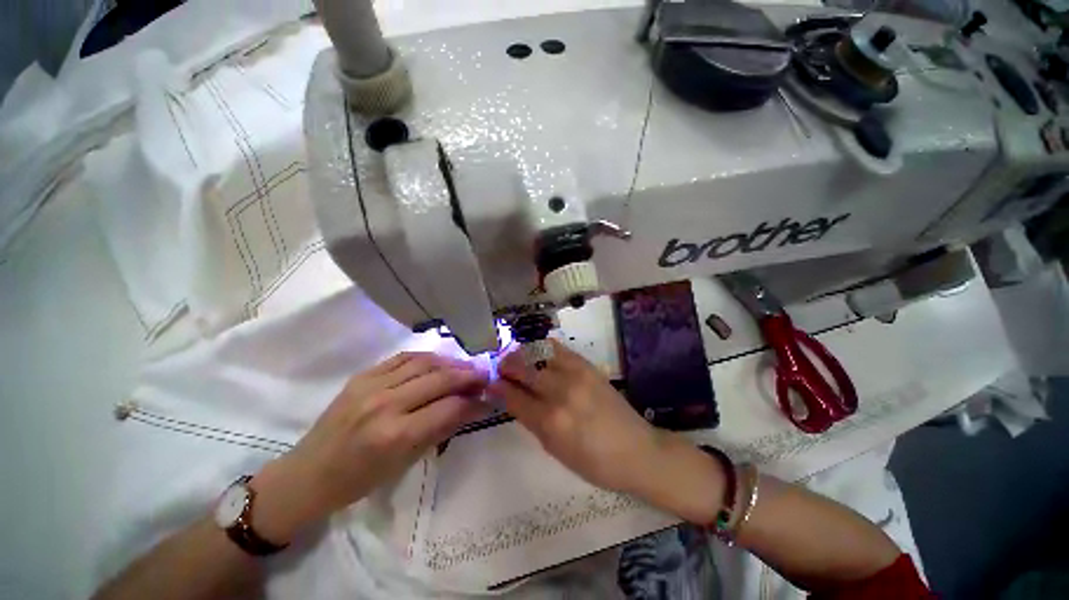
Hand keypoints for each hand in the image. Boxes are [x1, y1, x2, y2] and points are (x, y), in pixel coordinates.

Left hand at [250, 353, 488, 542]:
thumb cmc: (358, 481)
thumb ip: (440, 430)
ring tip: (467, 367)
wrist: (307, 475)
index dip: (475, 402)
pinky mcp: (362, 375)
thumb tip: (471, 408)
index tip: (489, 398)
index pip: (449, 408)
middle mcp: (385, 404)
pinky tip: (440, 361)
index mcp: (395, 436)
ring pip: (425, 362)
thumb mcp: (405, 464)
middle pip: (440, 379)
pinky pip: (403, 358)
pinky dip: (427, 357)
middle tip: (486, 376)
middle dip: (469, 376)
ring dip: (452, 362)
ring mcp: (371, 385)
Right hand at [489, 340, 726, 523]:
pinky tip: (539, 349)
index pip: (514, 398)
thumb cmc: (595, 463)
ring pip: (539, 354)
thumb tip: (513, 400)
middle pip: (523, 370)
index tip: (490, 382)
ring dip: (523, 353)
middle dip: (506, 365)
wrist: (637, 450)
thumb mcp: (556, 451)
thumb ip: (532, 422)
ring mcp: (576, 376)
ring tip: (517, 356)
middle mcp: (560, 394)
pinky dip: (545, 347)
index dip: (498, 388)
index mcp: (550, 422)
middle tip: (500, 366)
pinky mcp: (588, 366)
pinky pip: (560, 348)